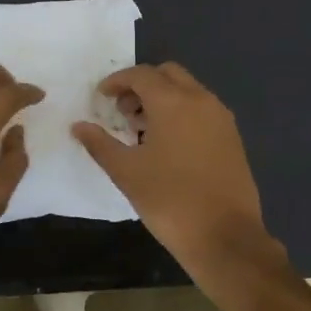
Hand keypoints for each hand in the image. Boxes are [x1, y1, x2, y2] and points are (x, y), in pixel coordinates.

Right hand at [71, 63, 290, 299]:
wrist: (225, 236)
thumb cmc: (169, 200)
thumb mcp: (126, 172)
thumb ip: (100, 144)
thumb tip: (79, 126)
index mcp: (173, 102)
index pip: (141, 74)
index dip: (117, 81)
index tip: (101, 97)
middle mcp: (201, 100)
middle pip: (168, 74)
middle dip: (142, 85)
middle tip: (123, 111)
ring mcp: (221, 118)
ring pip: (188, 90)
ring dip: (163, 98)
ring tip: (142, 130)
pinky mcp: (232, 137)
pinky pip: (203, 109)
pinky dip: (182, 112)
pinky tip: (168, 145)